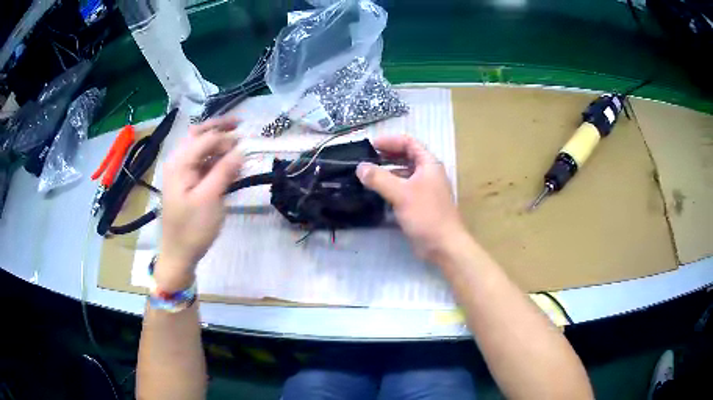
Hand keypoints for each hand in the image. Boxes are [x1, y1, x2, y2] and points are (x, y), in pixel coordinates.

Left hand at [155, 116, 241, 291]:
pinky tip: (230, 165)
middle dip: (219, 128)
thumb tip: (241, 149)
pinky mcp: (188, 184)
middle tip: (240, 125)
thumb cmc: (192, 228)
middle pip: (199, 135)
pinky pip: (202, 164)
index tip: (246, 142)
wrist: (179, 254)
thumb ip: (224, 171)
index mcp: (179, 163)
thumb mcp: (210, 199)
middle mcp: (178, 162)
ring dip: (219, 145)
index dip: (226, 137)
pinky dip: (216, 160)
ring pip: (201, 149)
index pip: (205, 138)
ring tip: (239, 147)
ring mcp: (182, 173)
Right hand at [356, 135, 465, 262]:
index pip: (408, 142)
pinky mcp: (418, 204)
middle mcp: (427, 173)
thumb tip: (360, 167)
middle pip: (405, 157)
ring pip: (402, 174)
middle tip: (365, 160)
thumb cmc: (427, 215)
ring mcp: (424, 189)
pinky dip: (389, 188)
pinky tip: (375, 193)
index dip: (390, 141)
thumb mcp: (401, 193)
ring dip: (386, 172)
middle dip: (386, 156)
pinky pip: (401, 190)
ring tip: (366, 176)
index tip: (370, 146)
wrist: (443, 246)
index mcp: (428, 164)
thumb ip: (379, 178)